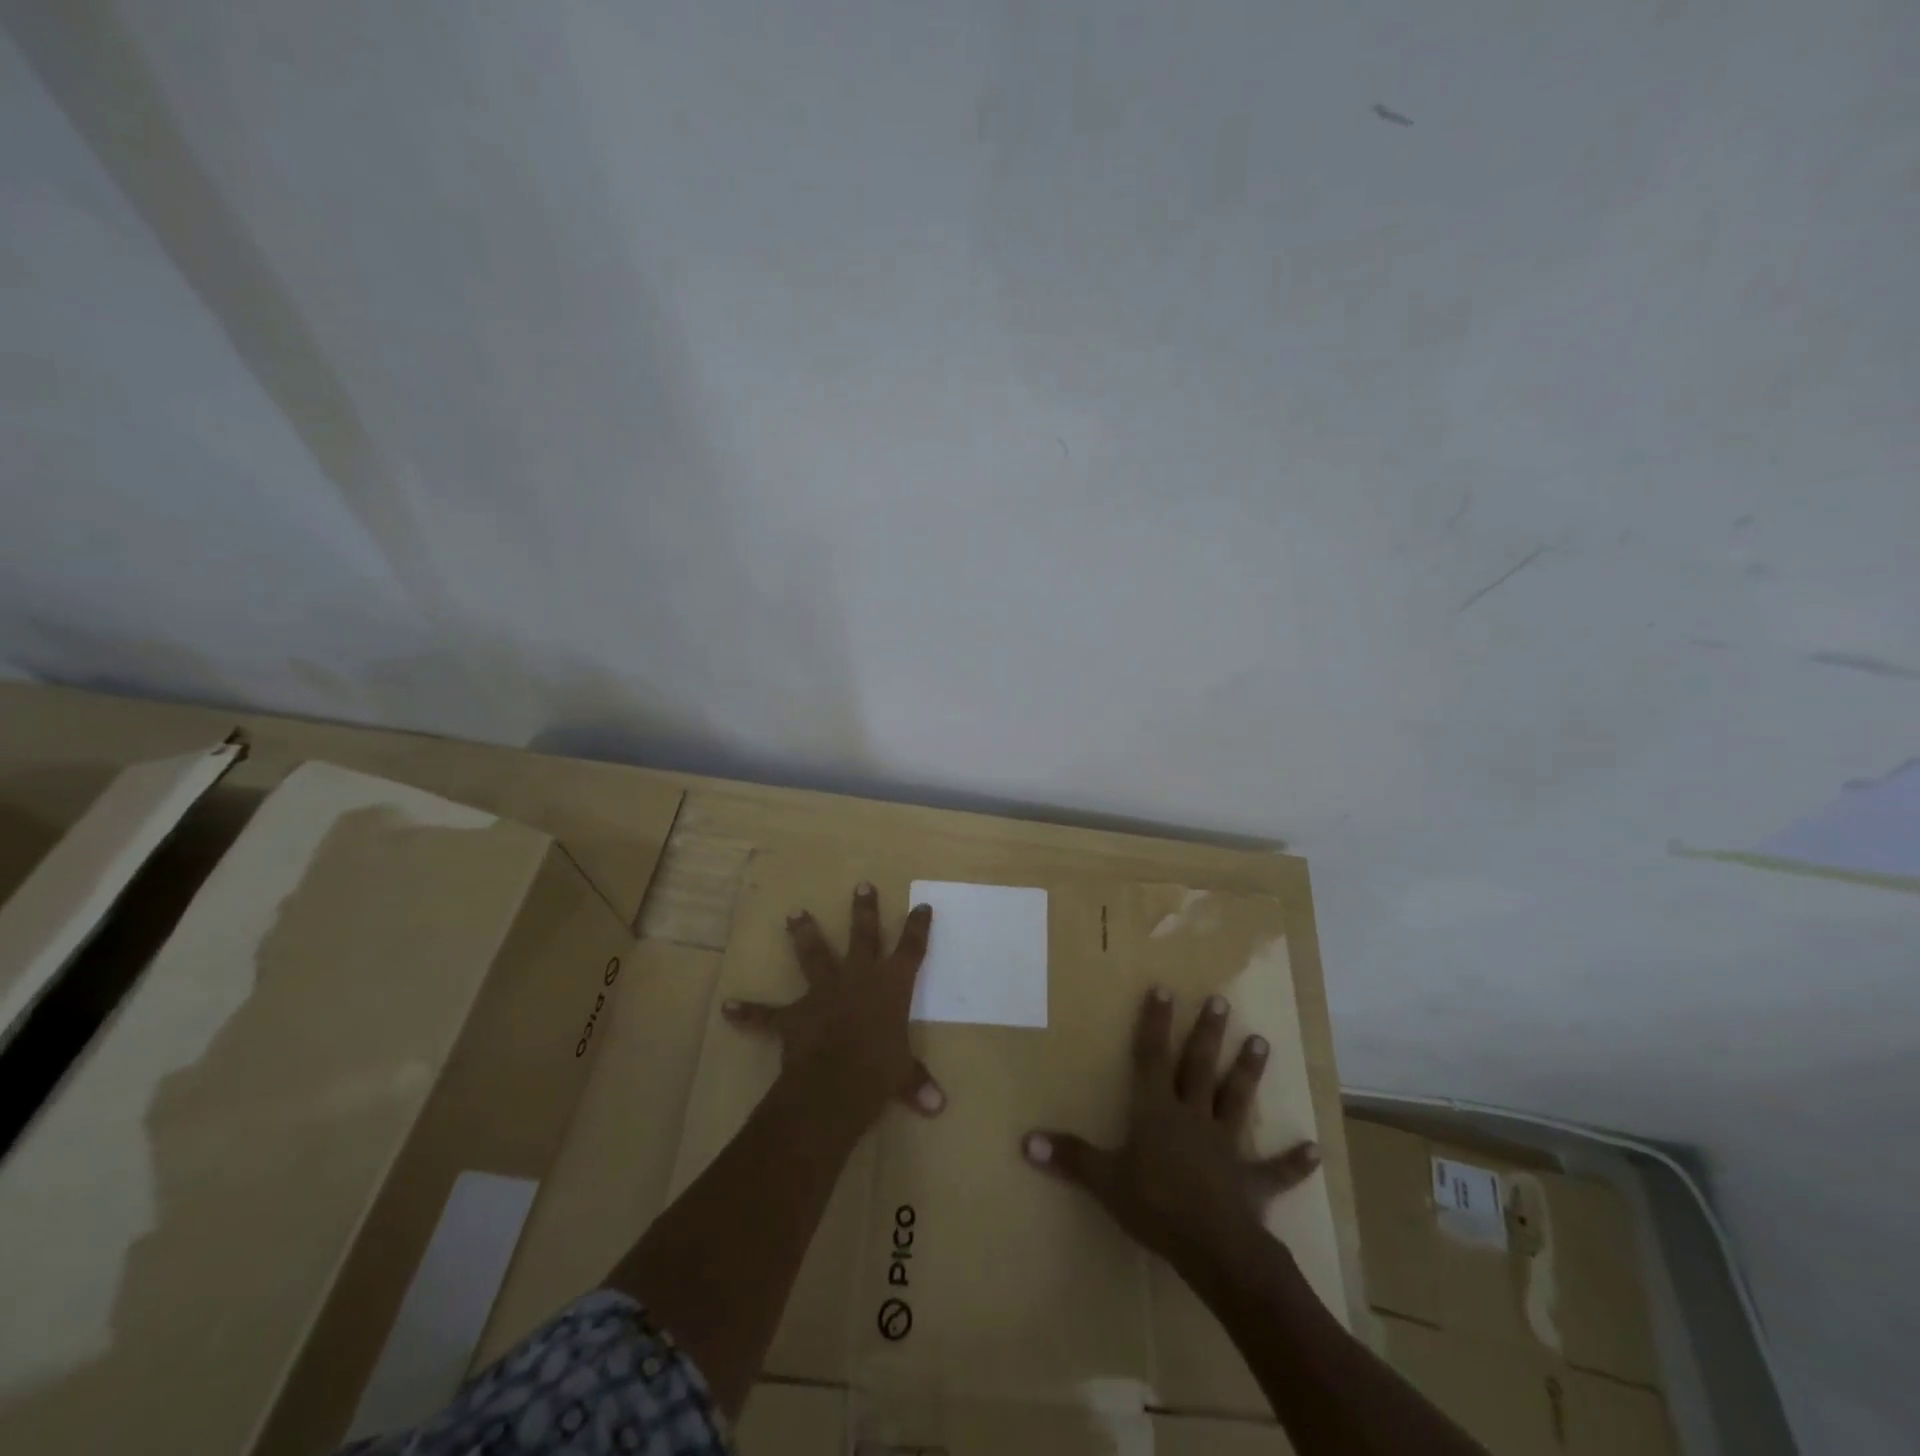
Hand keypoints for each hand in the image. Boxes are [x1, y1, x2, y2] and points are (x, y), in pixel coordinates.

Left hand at [722, 883, 944, 1133]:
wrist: (834, 1083)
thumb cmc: (880, 1071)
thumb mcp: (904, 1075)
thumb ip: (917, 1083)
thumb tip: (938, 1106)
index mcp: (892, 985)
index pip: (911, 949)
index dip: (917, 927)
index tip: (921, 906)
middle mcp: (859, 977)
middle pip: (864, 935)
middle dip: (864, 910)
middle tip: (861, 885)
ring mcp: (824, 991)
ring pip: (814, 955)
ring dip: (804, 934)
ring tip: (794, 914)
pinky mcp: (795, 1015)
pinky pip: (768, 1014)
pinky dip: (749, 1012)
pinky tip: (729, 1007)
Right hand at [1022, 987, 1320, 1280]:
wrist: (1213, 1248)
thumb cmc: (1155, 1206)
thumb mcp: (1104, 1181)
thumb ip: (1069, 1158)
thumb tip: (1025, 1142)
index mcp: (1157, 1111)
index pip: (1153, 1057)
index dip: (1156, 1023)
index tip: (1165, 988)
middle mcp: (1193, 1117)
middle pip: (1199, 1067)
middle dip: (1208, 1033)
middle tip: (1221, 1000)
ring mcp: (1225, 1146)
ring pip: (1236, 1100)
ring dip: (1248, 1073)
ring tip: (1262, 1042)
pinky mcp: (1251, 1182)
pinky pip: (1274, 1170)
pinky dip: (1293, 1162)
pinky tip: (1315, 1149)